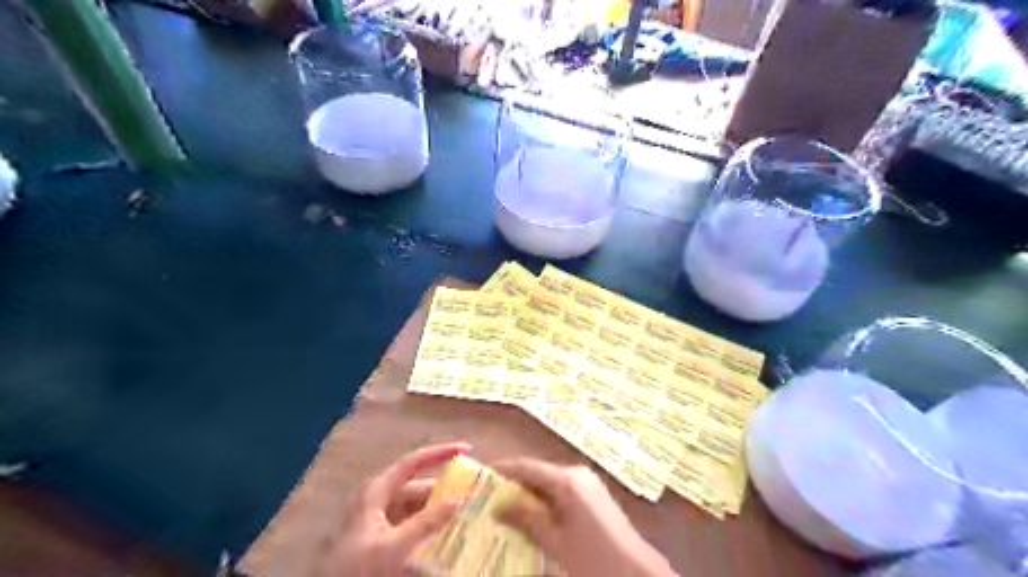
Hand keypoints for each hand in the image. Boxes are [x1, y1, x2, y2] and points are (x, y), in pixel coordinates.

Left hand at [317, 443, 469, 573]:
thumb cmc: (358, 569)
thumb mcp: (395, 545)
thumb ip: (428, 521)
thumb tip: (460, 498)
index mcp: (378, 491)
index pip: (413, 462)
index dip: (439, 453)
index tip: (466, 449)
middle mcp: (379, 500)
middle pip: (419, 488)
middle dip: (445, 491)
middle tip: (472, 495)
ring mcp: (380, 521)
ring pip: (417, 509)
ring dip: (438, 513)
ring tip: (465, 515)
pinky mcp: (381, 541)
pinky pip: (411, 528)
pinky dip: (429, 529)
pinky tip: (446, 536)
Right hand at [493, 460, 679, 576]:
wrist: (636, 572)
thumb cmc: (593, 557)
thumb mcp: (555, 542)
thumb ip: (526, 520)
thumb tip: (497, 505)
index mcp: (567, 480)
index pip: (527, 466)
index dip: (503, 469)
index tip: (481, 474)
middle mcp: (577, 474)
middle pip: (538, 472)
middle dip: (514, 483)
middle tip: (489, 495)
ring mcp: (587, 483)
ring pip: (549, 482)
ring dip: (529, 493)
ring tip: (504, 506)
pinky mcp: (593, 495)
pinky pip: (561, 491)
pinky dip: (544, 500)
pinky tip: (531, 516)